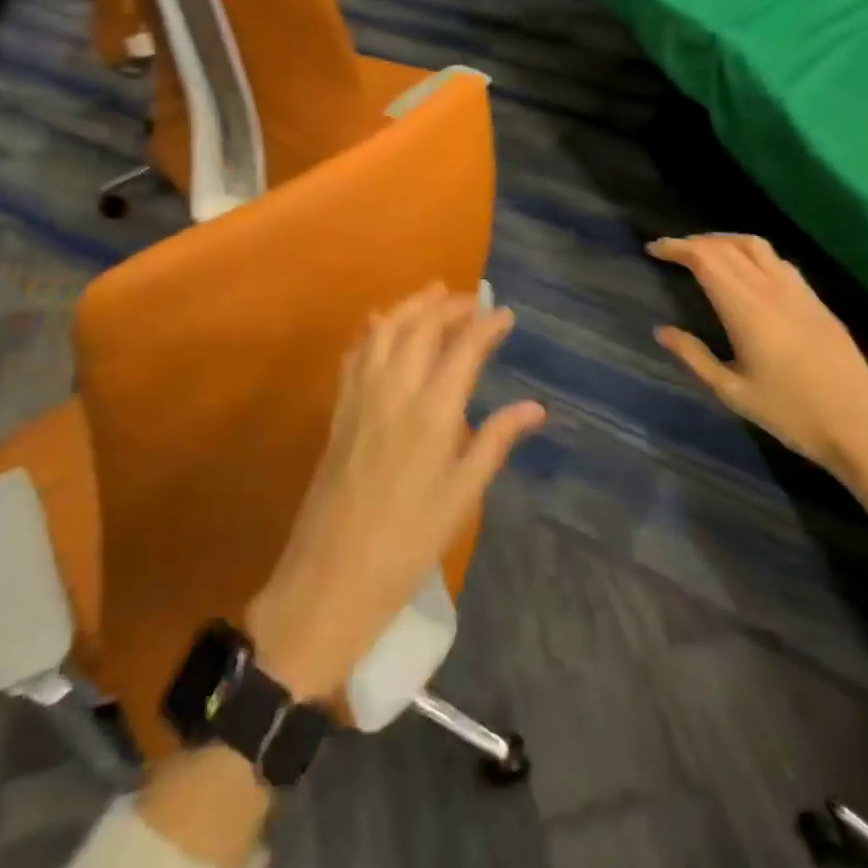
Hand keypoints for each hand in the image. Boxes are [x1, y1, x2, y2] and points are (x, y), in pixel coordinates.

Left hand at [246, 286, 544, 698]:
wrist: (332, 574)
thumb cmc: (409, 542)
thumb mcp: (462, 496)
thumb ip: (494, 442)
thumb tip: (534, 408)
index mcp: (432, 413)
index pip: (463, 349)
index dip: (486, 326)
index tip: (505, 314)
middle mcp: (395, 391)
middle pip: (421, 327)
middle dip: (448, 305)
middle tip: (473, 300)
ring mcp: (361, 396)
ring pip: (385, 330)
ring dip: (411, 305)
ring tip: (433, 293)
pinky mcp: (339, 408)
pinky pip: (356, 353)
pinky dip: (373, 329)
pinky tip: (380, 324)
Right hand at [648, 235, 867, 481]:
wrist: (862, 426)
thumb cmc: (792, 413)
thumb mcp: (732, 392)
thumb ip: (694, 357)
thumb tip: (662, 331)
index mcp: (745, 308)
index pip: (705, 259)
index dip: (677, 247)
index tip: (653, 249)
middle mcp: (770, 288)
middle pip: (727, 246)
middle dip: (694, 242)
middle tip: (671, 252)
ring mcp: (798, 291)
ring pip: (755, 245)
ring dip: (724, 241)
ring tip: (704, 252)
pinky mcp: (816, 300)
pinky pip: (777, 260)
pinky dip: (750, 253)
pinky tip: (746, 271)